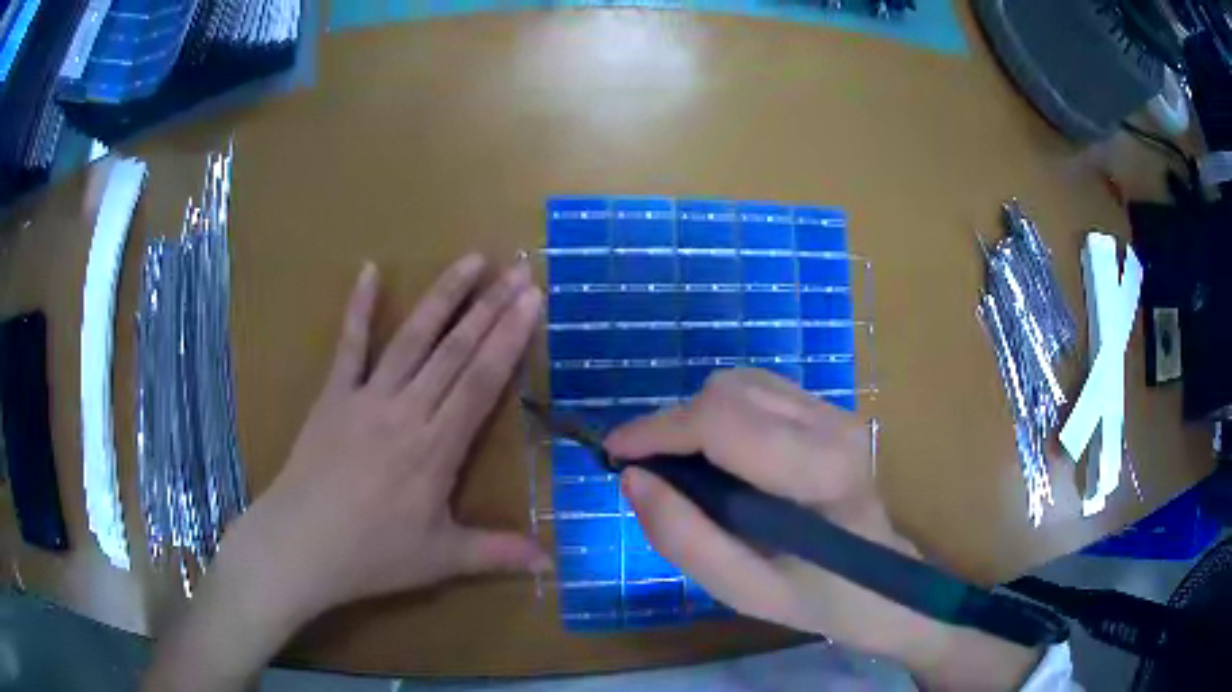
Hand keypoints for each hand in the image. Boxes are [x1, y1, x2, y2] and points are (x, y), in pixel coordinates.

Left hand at [260, 254, 550, 614]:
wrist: (300, 545)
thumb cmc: (372, 555)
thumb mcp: (442, 559)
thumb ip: (498, 555)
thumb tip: (553, 565)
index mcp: (436, 448)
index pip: (481, 381)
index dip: (510, 338)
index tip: (532, 300)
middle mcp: (406, 411)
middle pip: (455, 350)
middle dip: (490, 306)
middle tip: (517, 269)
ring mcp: (366, 397)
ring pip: (412, 338)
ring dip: (443, 296)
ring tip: (471, 260)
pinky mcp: (333, 395)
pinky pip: (349, 345)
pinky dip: (359, 307)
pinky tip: (369, 270)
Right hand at [606, 369, 1039, 688]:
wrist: (880, 583)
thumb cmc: (814, 596)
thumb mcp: (740, 590)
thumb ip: (683, 537)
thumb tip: (634, 478)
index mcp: (819, 472)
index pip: (722, 420)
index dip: (658, 429)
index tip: (616, 453)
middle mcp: (832, 425)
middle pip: (727, 392)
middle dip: (674, 425)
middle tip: (650, 471)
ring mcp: (836, 412)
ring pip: (739, 383)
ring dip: (696, 419)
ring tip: (681, 465)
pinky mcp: (831, 411)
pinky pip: (758, 392)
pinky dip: (721, 415)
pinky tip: (720, 455)